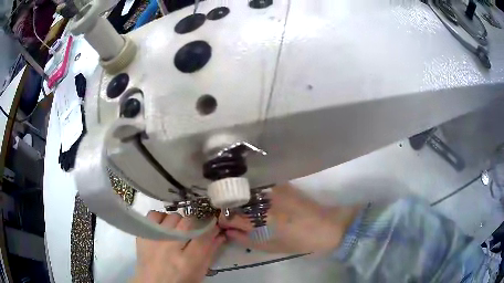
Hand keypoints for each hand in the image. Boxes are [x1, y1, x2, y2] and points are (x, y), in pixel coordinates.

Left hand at [133, 211, 224, 282]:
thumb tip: (219, 234)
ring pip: (172, 216)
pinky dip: (161, 218)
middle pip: (188, 222)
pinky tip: (165, 227)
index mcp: (187, 261)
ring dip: (179, 222)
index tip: (214, 226)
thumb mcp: (200, 272)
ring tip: (178, 231)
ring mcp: (154, 239)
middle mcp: (170, 247)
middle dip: (196, 224)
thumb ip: (210, 252)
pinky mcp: (143, 235)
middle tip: (195, 231)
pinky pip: (153, 215)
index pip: (204, 235)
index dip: (212, 228)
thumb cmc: (181, 281)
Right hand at [218, 184, 360, 254]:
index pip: (227, 215)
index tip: (224, 223)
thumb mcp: (268, 247)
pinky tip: (258, 198)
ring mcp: (271, 189)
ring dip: (241, 198)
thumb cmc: (297, 242)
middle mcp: (261, 200)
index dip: (222, 219)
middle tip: (234, 216)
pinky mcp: (281, 184)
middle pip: (233, 199)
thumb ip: (244, 239)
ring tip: (245, 207)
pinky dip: (254, 191)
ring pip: (245, 190)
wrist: (326, 227)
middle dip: (229, 208)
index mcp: (258, 219)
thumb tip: (228, 231)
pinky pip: (259, 185)